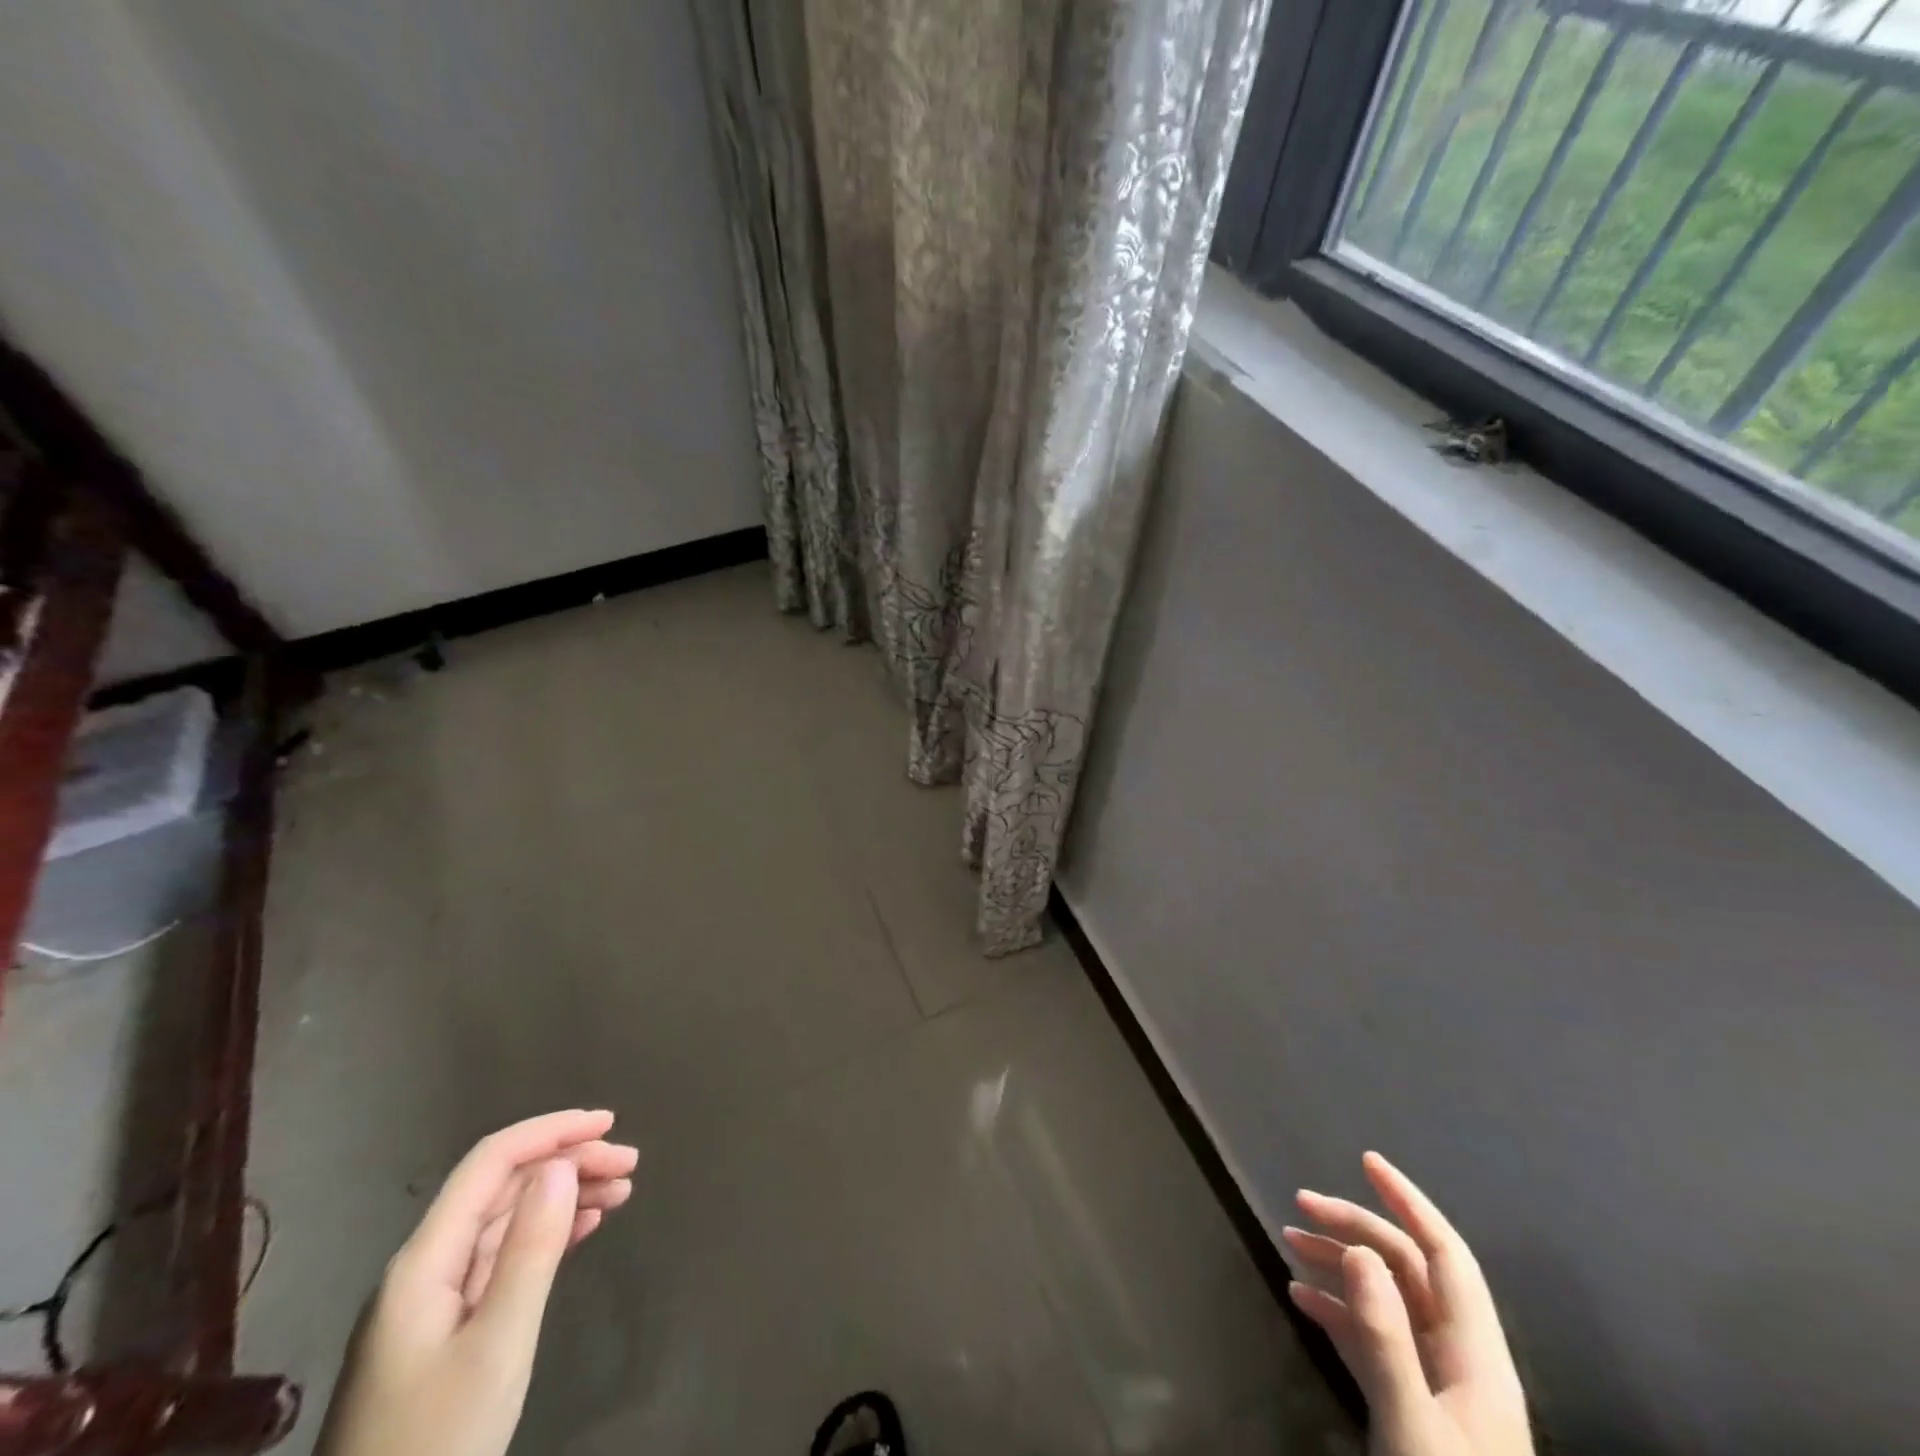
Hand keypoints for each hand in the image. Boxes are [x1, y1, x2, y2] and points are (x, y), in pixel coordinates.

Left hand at [315, 1110, 639, 1455]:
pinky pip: (504, 1256)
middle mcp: (425, 1267)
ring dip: (565, 1195)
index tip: (609, 1124)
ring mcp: (432, 1301)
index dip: (550, 1132)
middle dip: (567, 1163)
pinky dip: (549, 1232)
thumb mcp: (497, 1345)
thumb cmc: (439, 1440)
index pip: (491, 1163)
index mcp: (425, 1261)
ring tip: (622, 1190)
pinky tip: (585, 1227)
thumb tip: (561, 1165)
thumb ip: (530, 1250)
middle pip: (502, 1187)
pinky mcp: (446, 1330)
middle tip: (630, 1165)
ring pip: (506, 1219)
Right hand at [1285, 1152, 1531, 1455]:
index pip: (1446, 1255)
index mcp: (1476, 1357)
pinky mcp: (1408, 1404)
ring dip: (1339, 1263)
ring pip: (1385, 1298)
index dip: (1410, 1202)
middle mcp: (1458, 1359)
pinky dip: (1335, 1308)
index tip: (1366, 1160)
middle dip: (1355, 1227)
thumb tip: (1359, 1249)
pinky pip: (1370, 1336)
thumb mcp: (1411, 1423)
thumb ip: (1386, 1337)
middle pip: (1406, 1269)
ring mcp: (1433, 1383)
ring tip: (1290, 1241)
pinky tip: (1299, 1297)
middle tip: (1300, 1203)